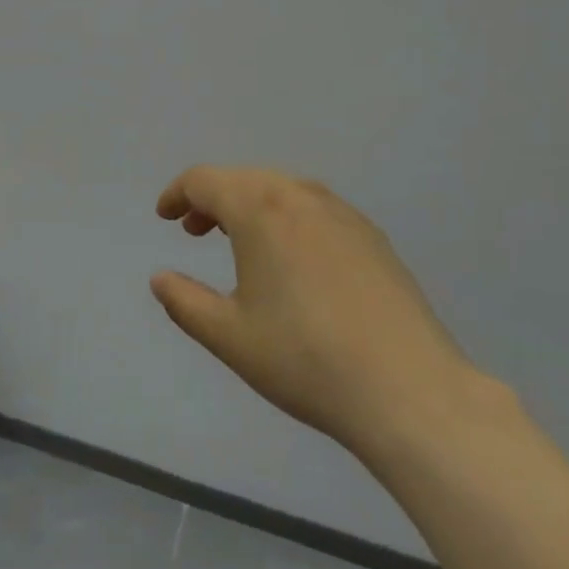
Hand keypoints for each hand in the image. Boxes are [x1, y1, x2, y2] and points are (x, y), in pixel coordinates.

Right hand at [152, 166, 478, 457]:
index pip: (205, 181)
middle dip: (212, 199)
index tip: (164, 216)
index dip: (177, 193)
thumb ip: (185, 302)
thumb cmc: (304, 360)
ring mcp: (343, 214)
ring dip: (250, 205)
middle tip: (194, 231)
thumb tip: (160, 278)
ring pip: (282, 190)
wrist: (408, 390)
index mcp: (261, 210)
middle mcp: (301, 197)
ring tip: (239, 242)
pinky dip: (287, 217)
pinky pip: (315, 209)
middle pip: (244, 179)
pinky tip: (292, 259)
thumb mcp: (229, 336)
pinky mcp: (373, 237)